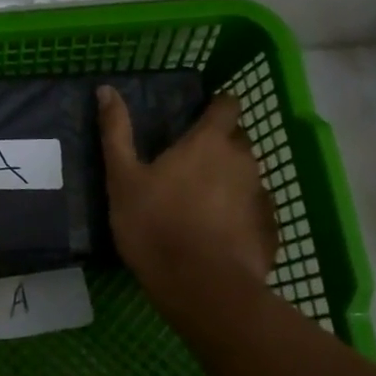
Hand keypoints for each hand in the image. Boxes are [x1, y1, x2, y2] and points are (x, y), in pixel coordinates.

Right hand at [96, 87, 276, 287]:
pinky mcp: (269, 229)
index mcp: (208, 143)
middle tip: (189, 161)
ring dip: (229, 179)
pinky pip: (254, 210)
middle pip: (237, 140)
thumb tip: (106, 89)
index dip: (217, 104)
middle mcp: (242, 161)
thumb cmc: (155, 225)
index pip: (226, 106)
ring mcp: (261, 196)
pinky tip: (218, 231)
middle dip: (220, 144)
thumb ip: (116, 132)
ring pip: (247, 175)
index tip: (201, 112)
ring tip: (201, 199)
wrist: (202, 287)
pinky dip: (239, 212)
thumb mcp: (122, 178)